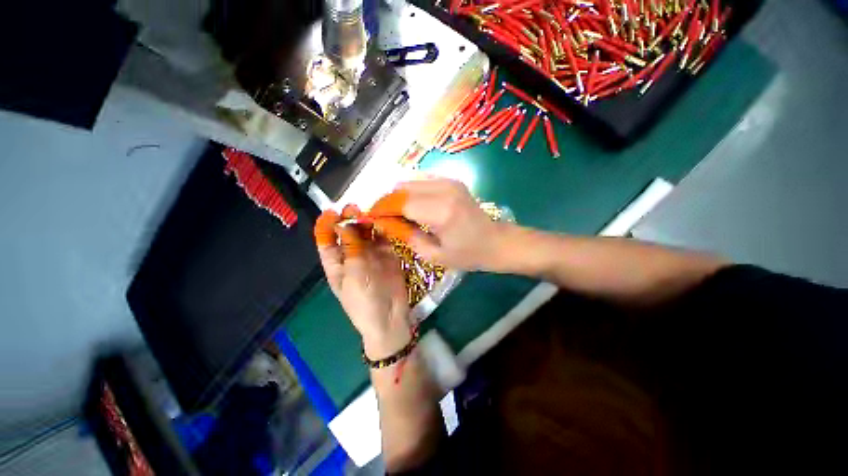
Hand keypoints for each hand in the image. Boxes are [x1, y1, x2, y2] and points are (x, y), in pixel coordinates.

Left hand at [314, 206, 412, 358]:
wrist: (389, 316)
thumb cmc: (364, 300)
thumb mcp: (353, 274)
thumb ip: (351, 248)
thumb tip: (344, 224)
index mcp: (336, 263)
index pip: (327, 239)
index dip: (327, 225)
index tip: (332, 211)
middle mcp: (352, 255)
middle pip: (348, 232)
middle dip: (349, 219)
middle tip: (355, 208)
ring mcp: (371, 253)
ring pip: (366, 232)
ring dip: (367, 221)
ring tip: (371, 213)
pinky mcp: (387, 253)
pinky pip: (383, 237)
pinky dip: (382, 228)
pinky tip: (384, 221)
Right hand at [370, 179, 508, 271]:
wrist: (496, 242)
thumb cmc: (468, 254)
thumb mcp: (434, 255)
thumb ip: (406, 236)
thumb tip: (383, 223)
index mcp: (441, 211)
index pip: (400, 203)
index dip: (382, 209)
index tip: (370, 217)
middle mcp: (444, 189)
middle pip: (403, 188)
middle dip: (387, 202)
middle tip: (382, 217)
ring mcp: (449, 182)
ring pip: (410, 182)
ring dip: (398, 196)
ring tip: (395, 214)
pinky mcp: (452, 181)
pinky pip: (421, 182)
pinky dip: (411, 193)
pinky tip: (411, 207)